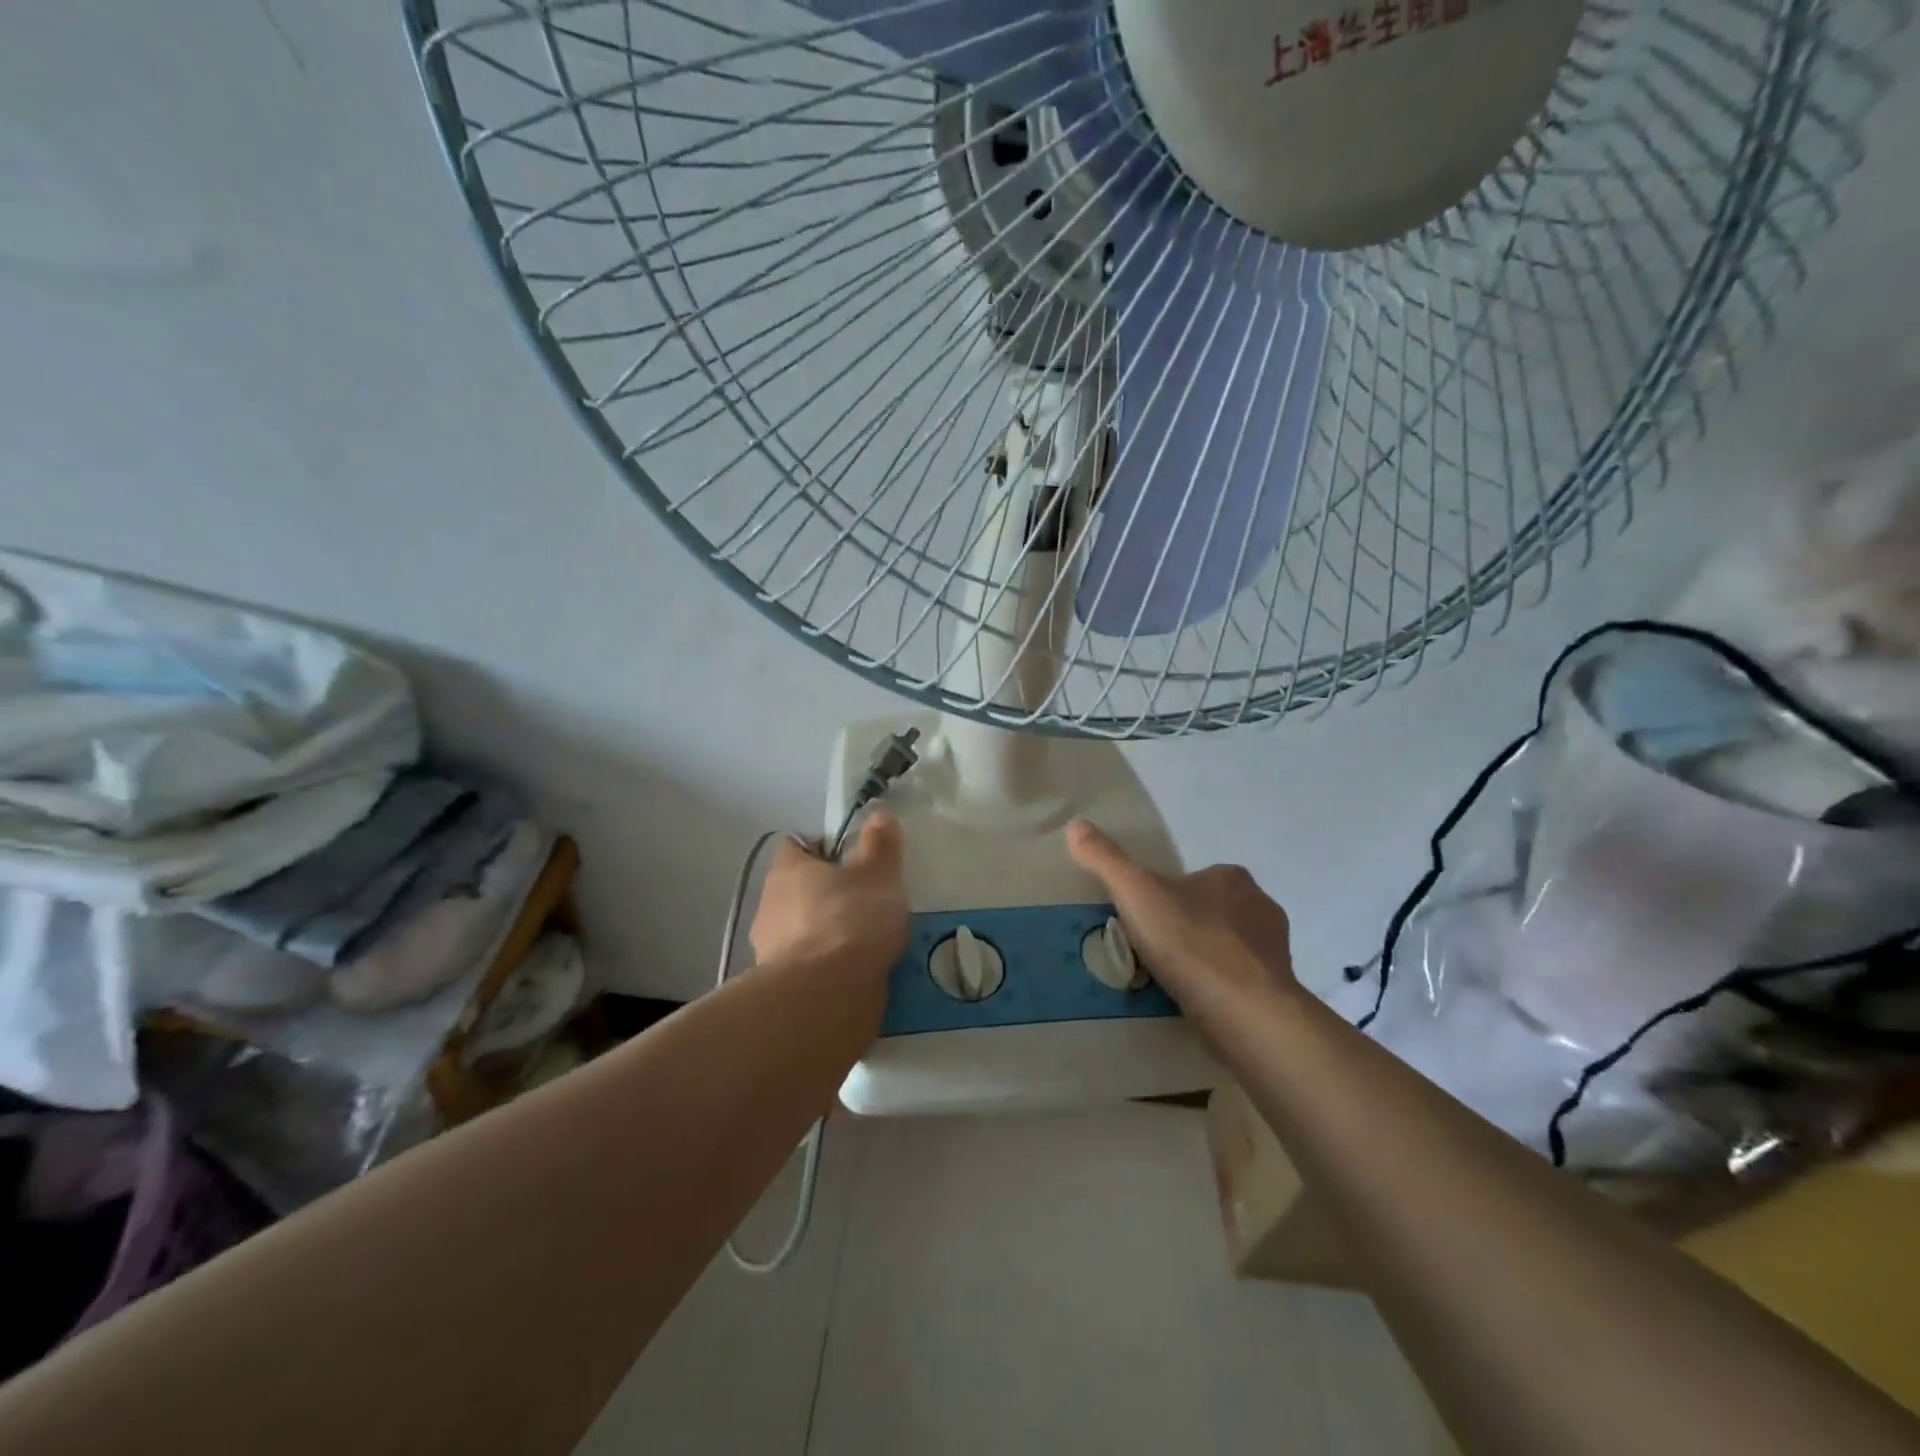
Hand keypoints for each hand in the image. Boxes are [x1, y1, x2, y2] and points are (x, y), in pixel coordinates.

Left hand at [750, 811, 910, 980]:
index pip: (798, 845)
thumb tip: (878, 815)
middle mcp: (770, 905)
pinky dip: (828, 968)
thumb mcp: (878, 873)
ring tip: (869, 943)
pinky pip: (809, 967)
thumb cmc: (850, 920)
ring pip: (804, 930)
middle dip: (829, 895)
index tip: (854, 859)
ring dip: (829, 934)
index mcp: (787, 869)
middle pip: (800, 890)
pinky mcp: (781, 987)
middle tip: (869, 901)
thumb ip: (880, 844)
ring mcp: (770, 950)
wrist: (823, 1000)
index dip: (824, 848)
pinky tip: (858, 974)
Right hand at [1066, 818, 1296, 1023]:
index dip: (1166, 896)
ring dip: (1203, 959)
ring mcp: (1274, 950)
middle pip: (1211, 911)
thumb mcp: (1135, 893)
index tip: (1142, 919)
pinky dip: (1219, 989)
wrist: (1245, 1012)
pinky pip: (1240, 982)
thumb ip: (1105, 859)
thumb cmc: (1190, 942)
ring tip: (1170, 982)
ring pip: (1227, 947)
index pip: (1193, 878)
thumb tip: (1075, 824)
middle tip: (1151, 952)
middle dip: (1185, 927)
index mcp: (1231, 877)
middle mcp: (1261, 906)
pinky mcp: (1279, 990)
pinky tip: (1196, 1003)